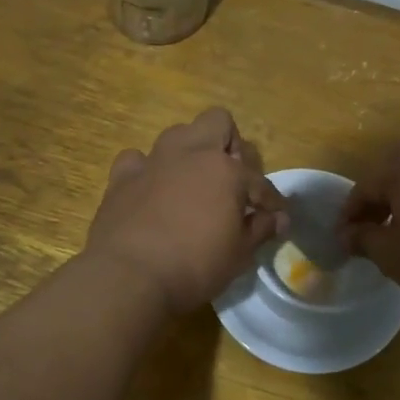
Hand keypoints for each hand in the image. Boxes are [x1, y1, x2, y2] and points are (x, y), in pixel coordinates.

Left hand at [85, 108, 287, 313]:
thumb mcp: (239, 254)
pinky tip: (152, 191)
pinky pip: (137, 160)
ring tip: (194, 183)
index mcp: (225, 170)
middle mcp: (190, 153)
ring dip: (190, 152)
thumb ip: (260, 229)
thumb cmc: (195, 267)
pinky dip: (148, 171)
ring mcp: (153, 162)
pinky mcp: (121, 178)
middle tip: (233, 179)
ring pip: (177, 134)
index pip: (258, 180)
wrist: (129, 278)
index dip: (270, 200)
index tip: (275, 216)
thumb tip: (277, 218)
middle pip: (217, 122)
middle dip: (230, 144)